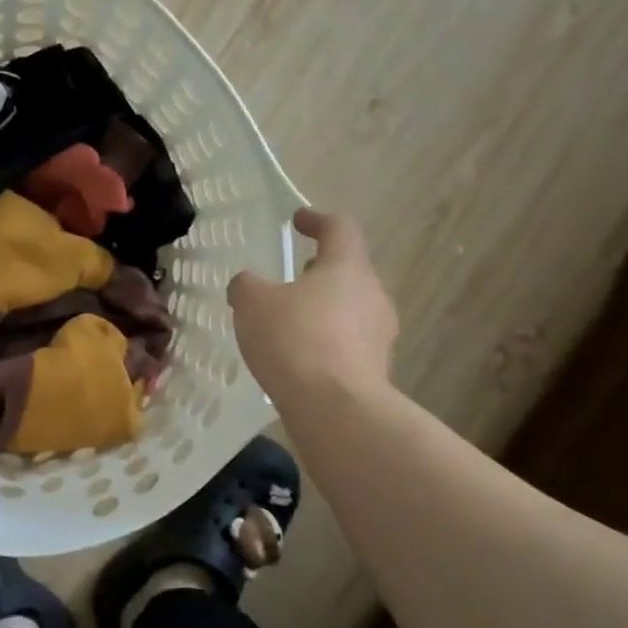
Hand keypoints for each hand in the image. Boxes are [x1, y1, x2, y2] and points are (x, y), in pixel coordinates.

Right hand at [227, 209, 398, 403]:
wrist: (335, 407)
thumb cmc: (295, 340)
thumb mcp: (253, 304)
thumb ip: (247, 286)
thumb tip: (248, 284)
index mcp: (347, 267)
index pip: (339, 229)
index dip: (317, 220)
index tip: (299, 220)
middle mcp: (373, 295)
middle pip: (349, 271)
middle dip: (321, 271)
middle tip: (294, 277)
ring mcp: (380, 334)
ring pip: (351, 309)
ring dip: (324, 309)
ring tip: (292, 322)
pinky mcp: (376, 369)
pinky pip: (349, 343)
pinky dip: (327, 342)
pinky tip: (301, 358)